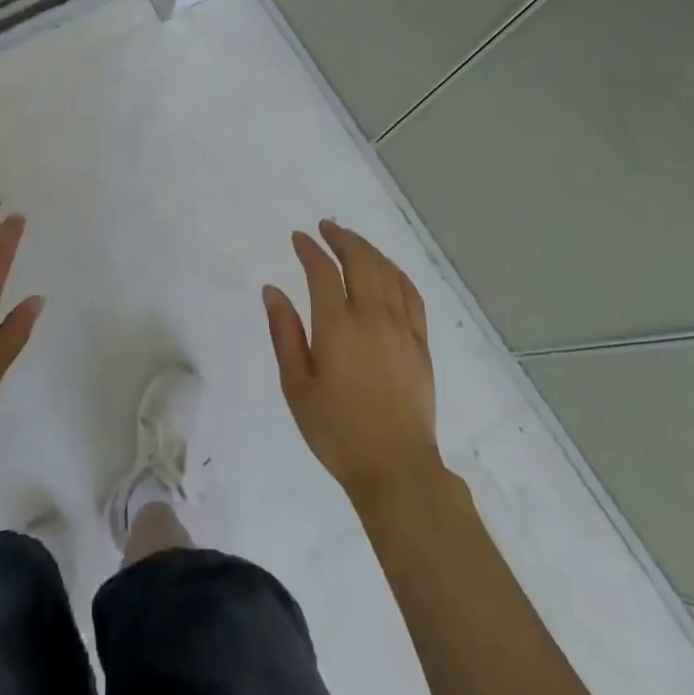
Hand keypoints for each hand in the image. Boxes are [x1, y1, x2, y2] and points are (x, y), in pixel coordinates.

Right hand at [264, 220, 442, 509]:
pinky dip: (397, 273)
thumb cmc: (335, 430)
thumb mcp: (296, 385)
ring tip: (352, 240)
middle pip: (361, 261)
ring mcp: (402, 329)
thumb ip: (284, 333)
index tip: (298, 238)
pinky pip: (412, 295)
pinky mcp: (421, 344)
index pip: (323, 272)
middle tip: (326, 227)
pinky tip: (388, 270)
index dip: (310, 250)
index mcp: (337, 327)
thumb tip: (272, 290)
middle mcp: (373, 318)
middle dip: (342, 238)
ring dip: (368, 250)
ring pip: (388, 273)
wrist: (395, 467)